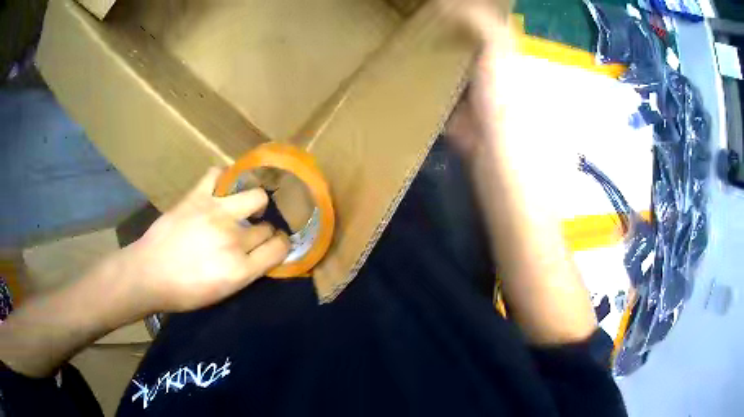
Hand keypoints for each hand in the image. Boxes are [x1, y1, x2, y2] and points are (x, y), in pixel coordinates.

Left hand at [117, 168, 289, 313]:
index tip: (274, 245)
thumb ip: (245, 272)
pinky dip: (222, 178)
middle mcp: (234, 240)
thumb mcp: (221, 293)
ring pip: (256, 197)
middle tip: (248, 234)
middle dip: (263, 231)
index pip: (279, 249)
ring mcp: (216, 214)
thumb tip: (260, 254)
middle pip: (266, 227)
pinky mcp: (197, 197)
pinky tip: (219, 188)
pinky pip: (218, 175)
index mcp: (240, 270)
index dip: (280, 245)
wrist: (148, 273)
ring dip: (254, 203)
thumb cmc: (183, 292)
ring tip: (241, 207)